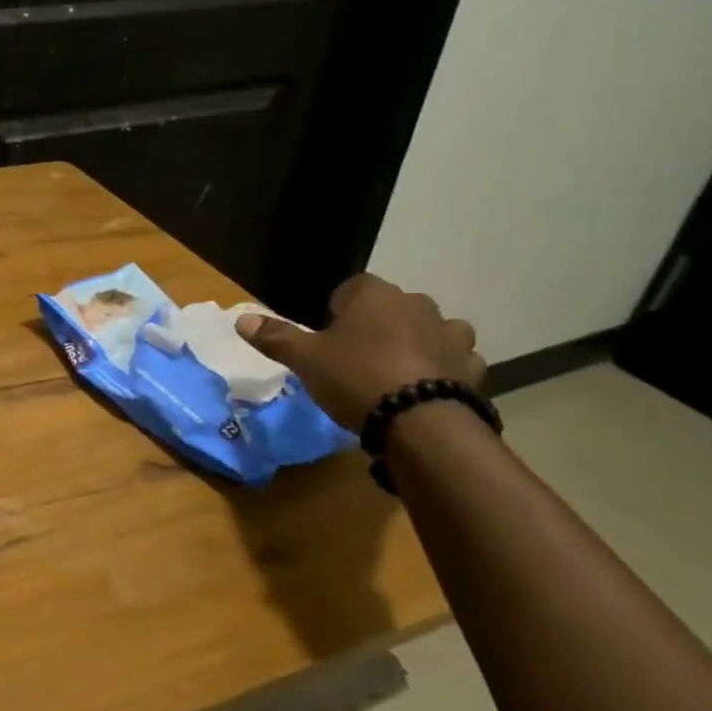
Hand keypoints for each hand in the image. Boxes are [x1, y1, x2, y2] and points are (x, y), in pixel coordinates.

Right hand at [237, 273, 483, 432]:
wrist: (421, 423)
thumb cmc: (356, 379)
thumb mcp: (305, 360)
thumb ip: (275, 337)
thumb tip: (240, 319)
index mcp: (375, 295)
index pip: (352, 288)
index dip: (336, 311)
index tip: (327, 338)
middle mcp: (418, 304)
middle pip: (391, 307)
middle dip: (376, 326)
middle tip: (355, 359)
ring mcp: (451, 334)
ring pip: (429, 330)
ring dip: (416, 343)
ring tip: (395, 374)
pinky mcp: (472, 367)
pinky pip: (455, 360)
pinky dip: (442, 369)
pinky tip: (426, 389)